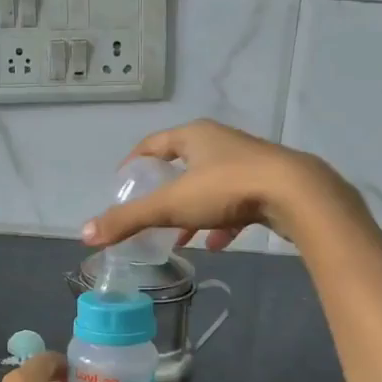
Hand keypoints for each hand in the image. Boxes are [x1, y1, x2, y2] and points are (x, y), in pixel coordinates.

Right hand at [81, 119, 353, 251]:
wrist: (295, 194)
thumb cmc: (227, 188)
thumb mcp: (171, 206)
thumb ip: (128, 220)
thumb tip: (85, 233)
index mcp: (194, 136)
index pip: (154, 143)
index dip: (134, 163)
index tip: (122, 184)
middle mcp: (220, 143)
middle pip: (183, 165)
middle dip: (165, 193)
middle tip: (150, 215)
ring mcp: (247, 163)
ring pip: (210, 186)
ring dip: (193, 212)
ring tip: (180, 238)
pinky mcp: (267, 185)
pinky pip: (236, 203)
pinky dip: (221, 222)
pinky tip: (217, 245)